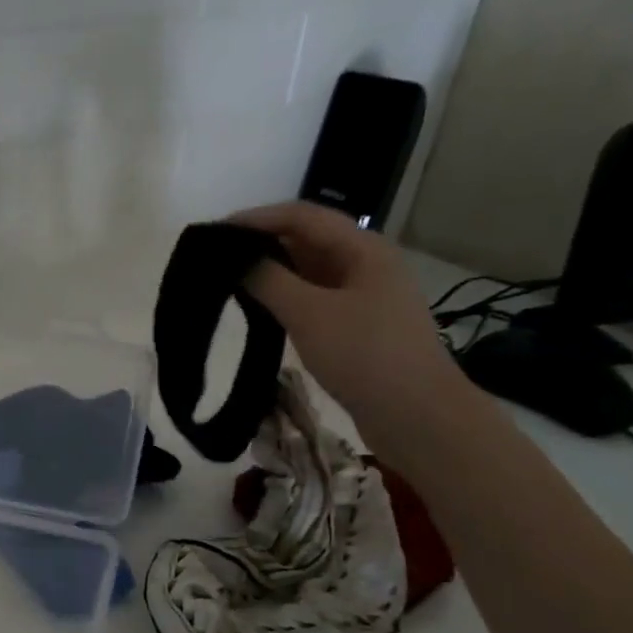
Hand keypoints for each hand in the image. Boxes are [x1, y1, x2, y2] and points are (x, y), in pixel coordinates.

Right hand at [232, 201, 475, 461]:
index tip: (215, 233)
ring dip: (272, 273)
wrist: (417, 415)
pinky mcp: (357, 326)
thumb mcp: (309, 314)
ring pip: (309, 272)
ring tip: (230, 283)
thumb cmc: (365, 356)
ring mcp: (363, 297)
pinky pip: (314, 299)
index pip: (302, 216)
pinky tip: (260, 311)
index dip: (257, 218)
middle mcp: (365, 264)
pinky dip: (285, 299)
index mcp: (363, 249)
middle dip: (262, 244)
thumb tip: (236, 260)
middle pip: (307, 240)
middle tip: (217, 259)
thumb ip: (268, 281)